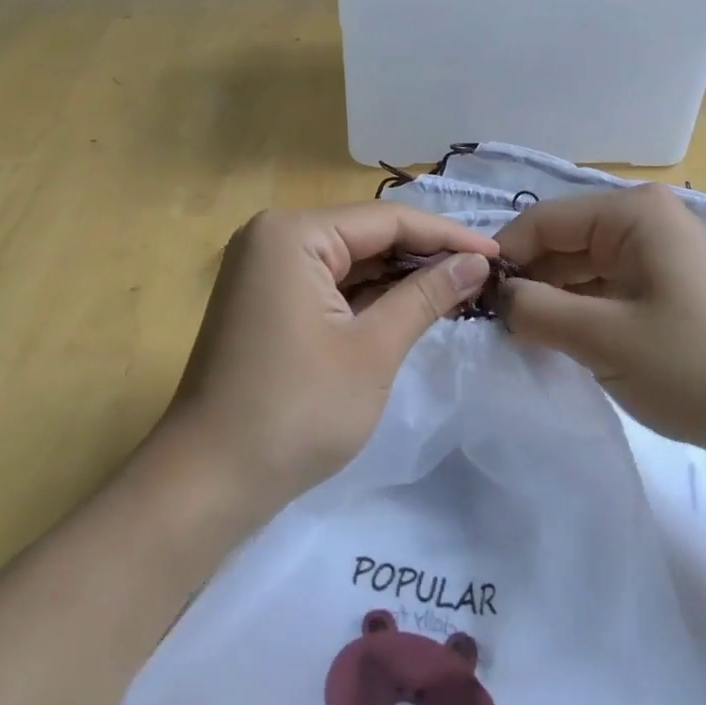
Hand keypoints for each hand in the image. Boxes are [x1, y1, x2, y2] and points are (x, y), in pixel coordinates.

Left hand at [159, 203, 499, 511]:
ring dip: (398, 277)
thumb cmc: (296, 412)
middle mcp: (273, 236)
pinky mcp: (265, 300)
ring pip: (348, 261)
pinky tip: (410, 306)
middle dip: (424, 256)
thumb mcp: (372, 350)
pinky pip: (327, 284)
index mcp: (293, 233)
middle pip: (365, 235)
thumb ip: (426, 296)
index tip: (499, 254)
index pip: (386, 220)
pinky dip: (367, 296)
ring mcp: (264, 269)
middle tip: (484, 274)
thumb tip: (477, 261)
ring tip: (460, 288)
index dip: (447, 236)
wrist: (207, 484)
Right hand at [495, 186, 705, 478]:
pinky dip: (578, 310)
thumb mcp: (602, 339)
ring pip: (582, 266)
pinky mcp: (666, 286)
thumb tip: (494, 297)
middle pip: (563, 240)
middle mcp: (644, 219)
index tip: (469, 297)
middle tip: (488, 323)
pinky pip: (605, 287)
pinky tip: (556, 339)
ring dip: (550, 297)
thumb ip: (535, 310)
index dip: (503, 255)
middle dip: (527, 279)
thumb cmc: (694, 367)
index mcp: (631, 212)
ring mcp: (658, 253)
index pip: (543, 220)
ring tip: (516, 335)